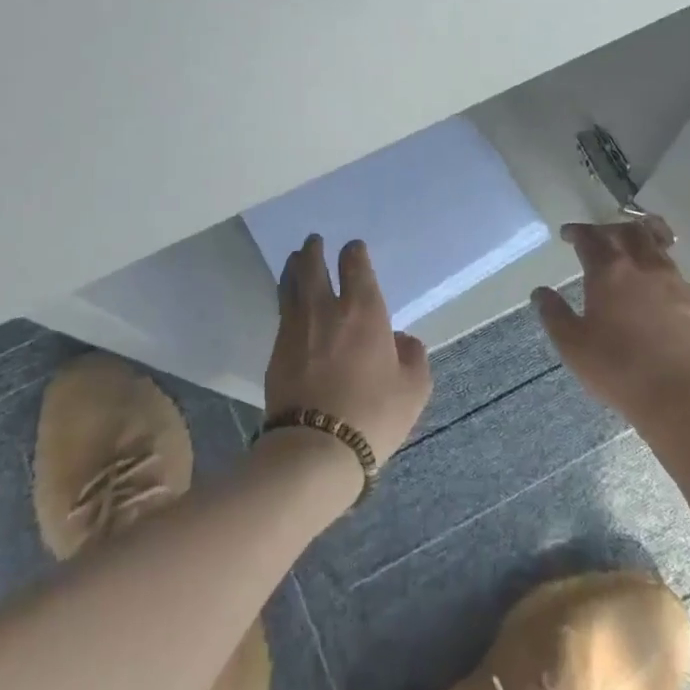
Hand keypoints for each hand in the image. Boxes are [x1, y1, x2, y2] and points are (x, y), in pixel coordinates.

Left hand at [266, 235, 432, 463]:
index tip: (354, 249)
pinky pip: (282, 312)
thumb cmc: (373, 414)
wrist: (315, 448)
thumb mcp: (414, 388)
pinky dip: (286, 298)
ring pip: (290, 284)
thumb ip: (413, 356)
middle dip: (314, 250)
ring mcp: (295, 327)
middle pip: (314, 266)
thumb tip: (401, 339)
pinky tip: (289, 302)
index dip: (354, 252)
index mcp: (364, 310)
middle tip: (314, 241)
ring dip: (294, 267)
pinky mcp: (276, 350)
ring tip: (295, 259)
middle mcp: (326, 309)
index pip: (355, 265)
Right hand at [533, 221, 689, 437]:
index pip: (589, 237)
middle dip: (606, 229)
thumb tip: (540, 292)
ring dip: (636, 238)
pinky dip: (656, 262)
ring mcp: (673, 280)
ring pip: (654, 243)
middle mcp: (642, 266)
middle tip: (595, 238)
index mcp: (609, 271)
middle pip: (626, 230)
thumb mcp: (573, 346)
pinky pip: (672, 266)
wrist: (685, 396)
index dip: (576, 232)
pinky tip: (652, 281)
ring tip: (627, 248)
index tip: (567, 234)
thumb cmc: (620, 370)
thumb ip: (554, 315)